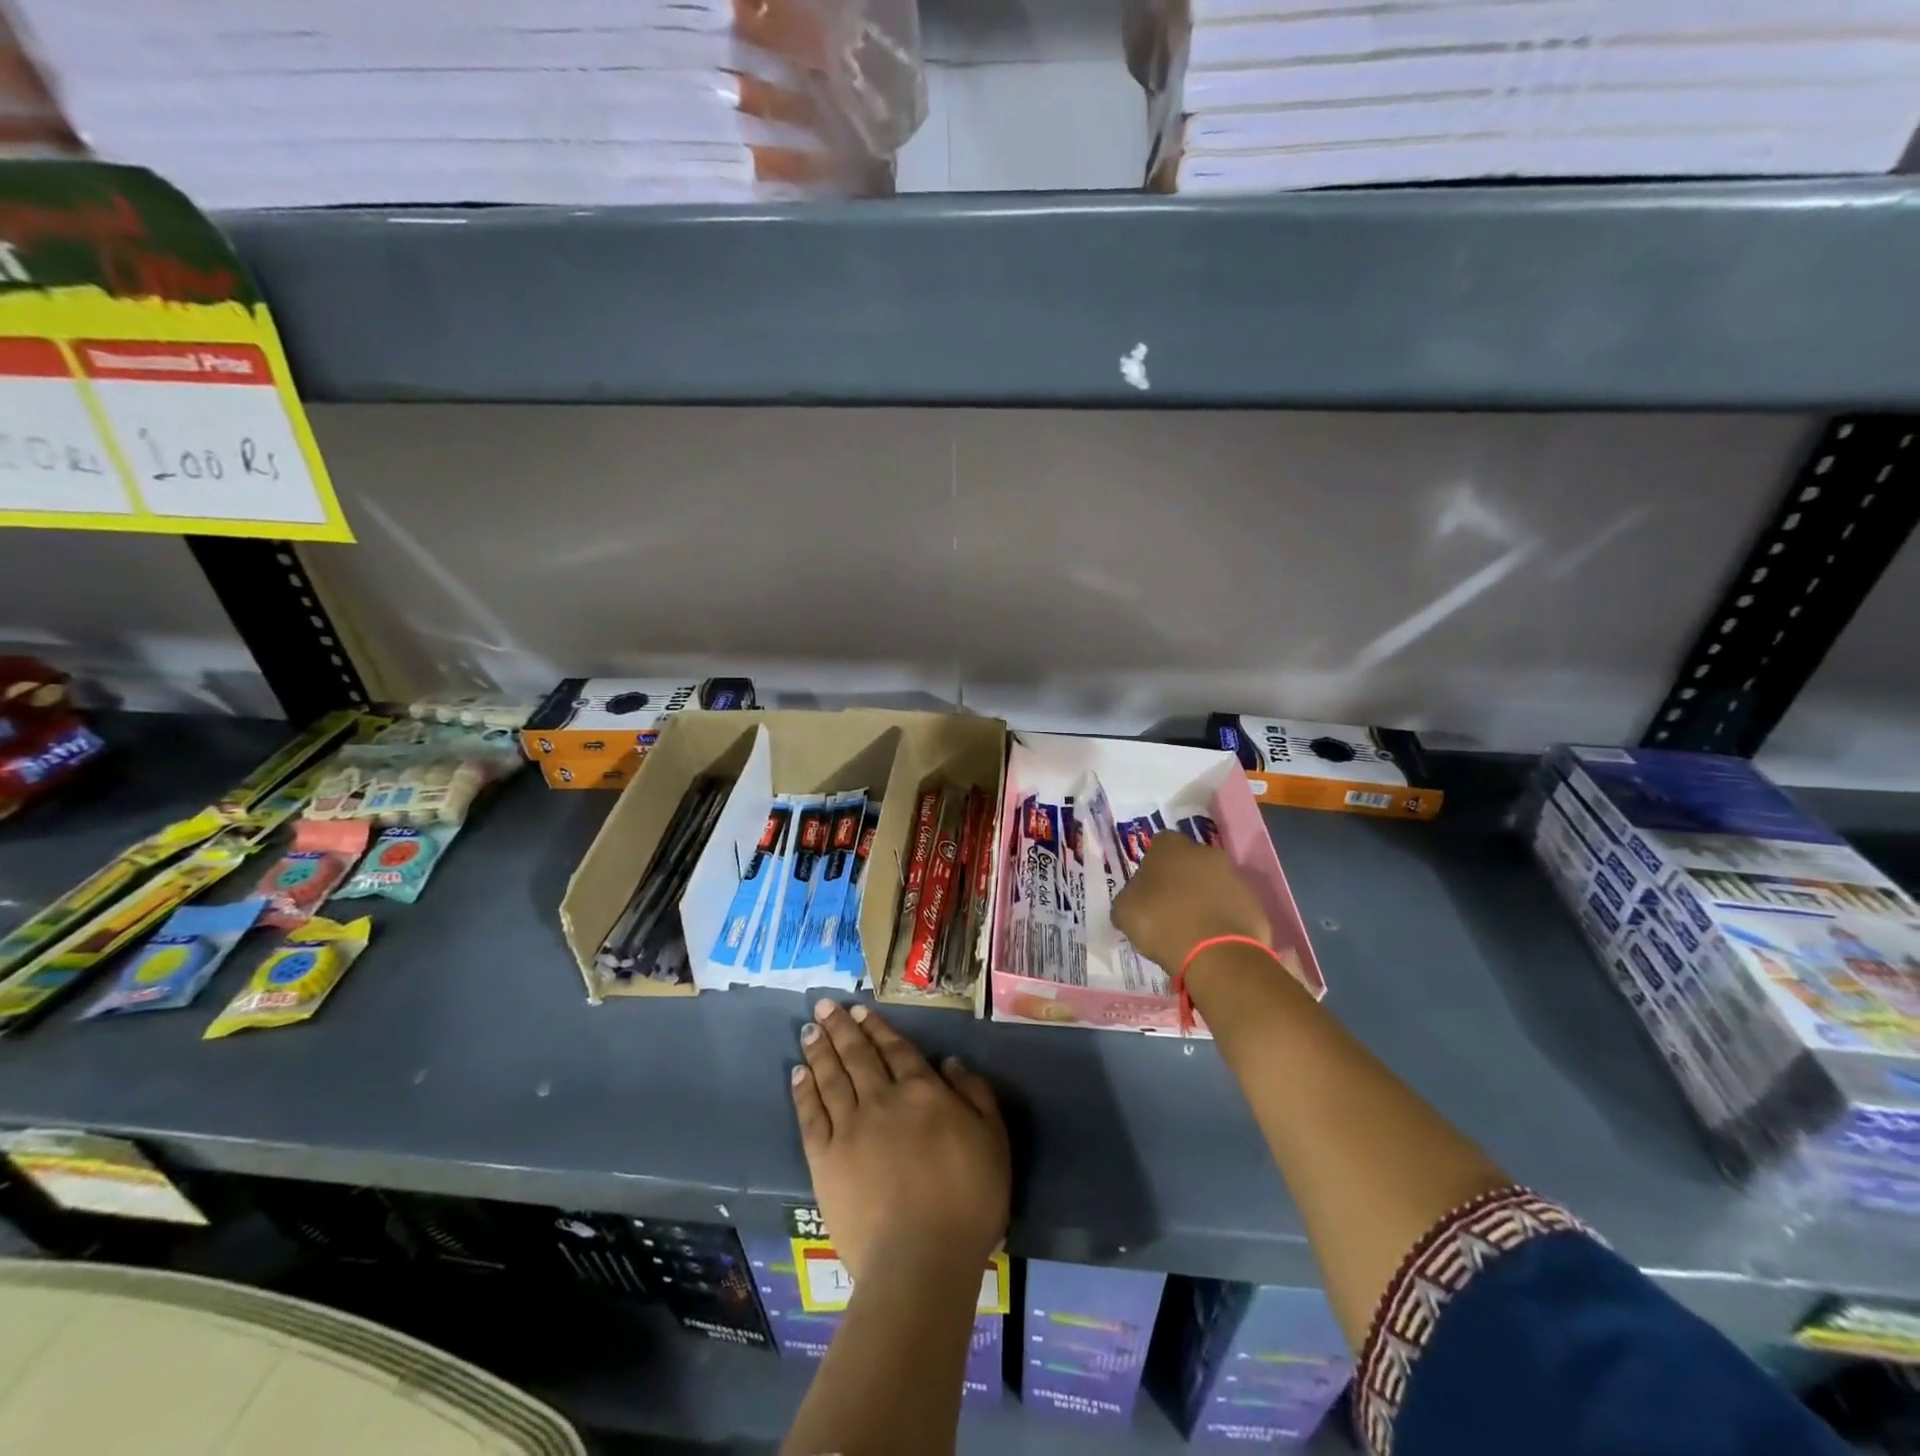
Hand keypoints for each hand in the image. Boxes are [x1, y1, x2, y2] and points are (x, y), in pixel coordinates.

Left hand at [791, 1000, 1009, 1283]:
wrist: (921, 1259)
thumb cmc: (968, 1200)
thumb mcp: (993, 1139)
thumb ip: (974, 1094)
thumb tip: (950, 1061)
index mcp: (922, 1092)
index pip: (896, 1050)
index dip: (877, 1028)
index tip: (859, 1010)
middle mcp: (882, 1099)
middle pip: (858, 1055)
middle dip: (841, 1028)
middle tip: (824, 1005)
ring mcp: (850, 1128)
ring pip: (831, 1078)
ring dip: (820, 1050)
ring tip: (809, 1029)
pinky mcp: (826, 1161)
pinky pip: (811, 1116)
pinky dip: (803, 1092)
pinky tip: (797, 1074)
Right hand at [1112, 831, 1270, 973]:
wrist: (1217, 954)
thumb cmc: (1162, 923)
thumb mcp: (1124, 912)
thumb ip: (1128, 898)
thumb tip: (1133, 901)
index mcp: (1170, 847)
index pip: (1158, 845)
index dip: (1151, 866)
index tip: (1146, 889)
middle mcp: (1204, 852)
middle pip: (1188, 861)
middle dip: (1180, 879)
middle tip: (1168, 907)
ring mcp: (1233, 876)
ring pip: (1212, 883)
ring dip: (1202, 898)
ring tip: (1190, 928)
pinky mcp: (1252, 902)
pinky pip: (1230, 906)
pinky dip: (1221, 917)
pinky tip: (1210, 938)